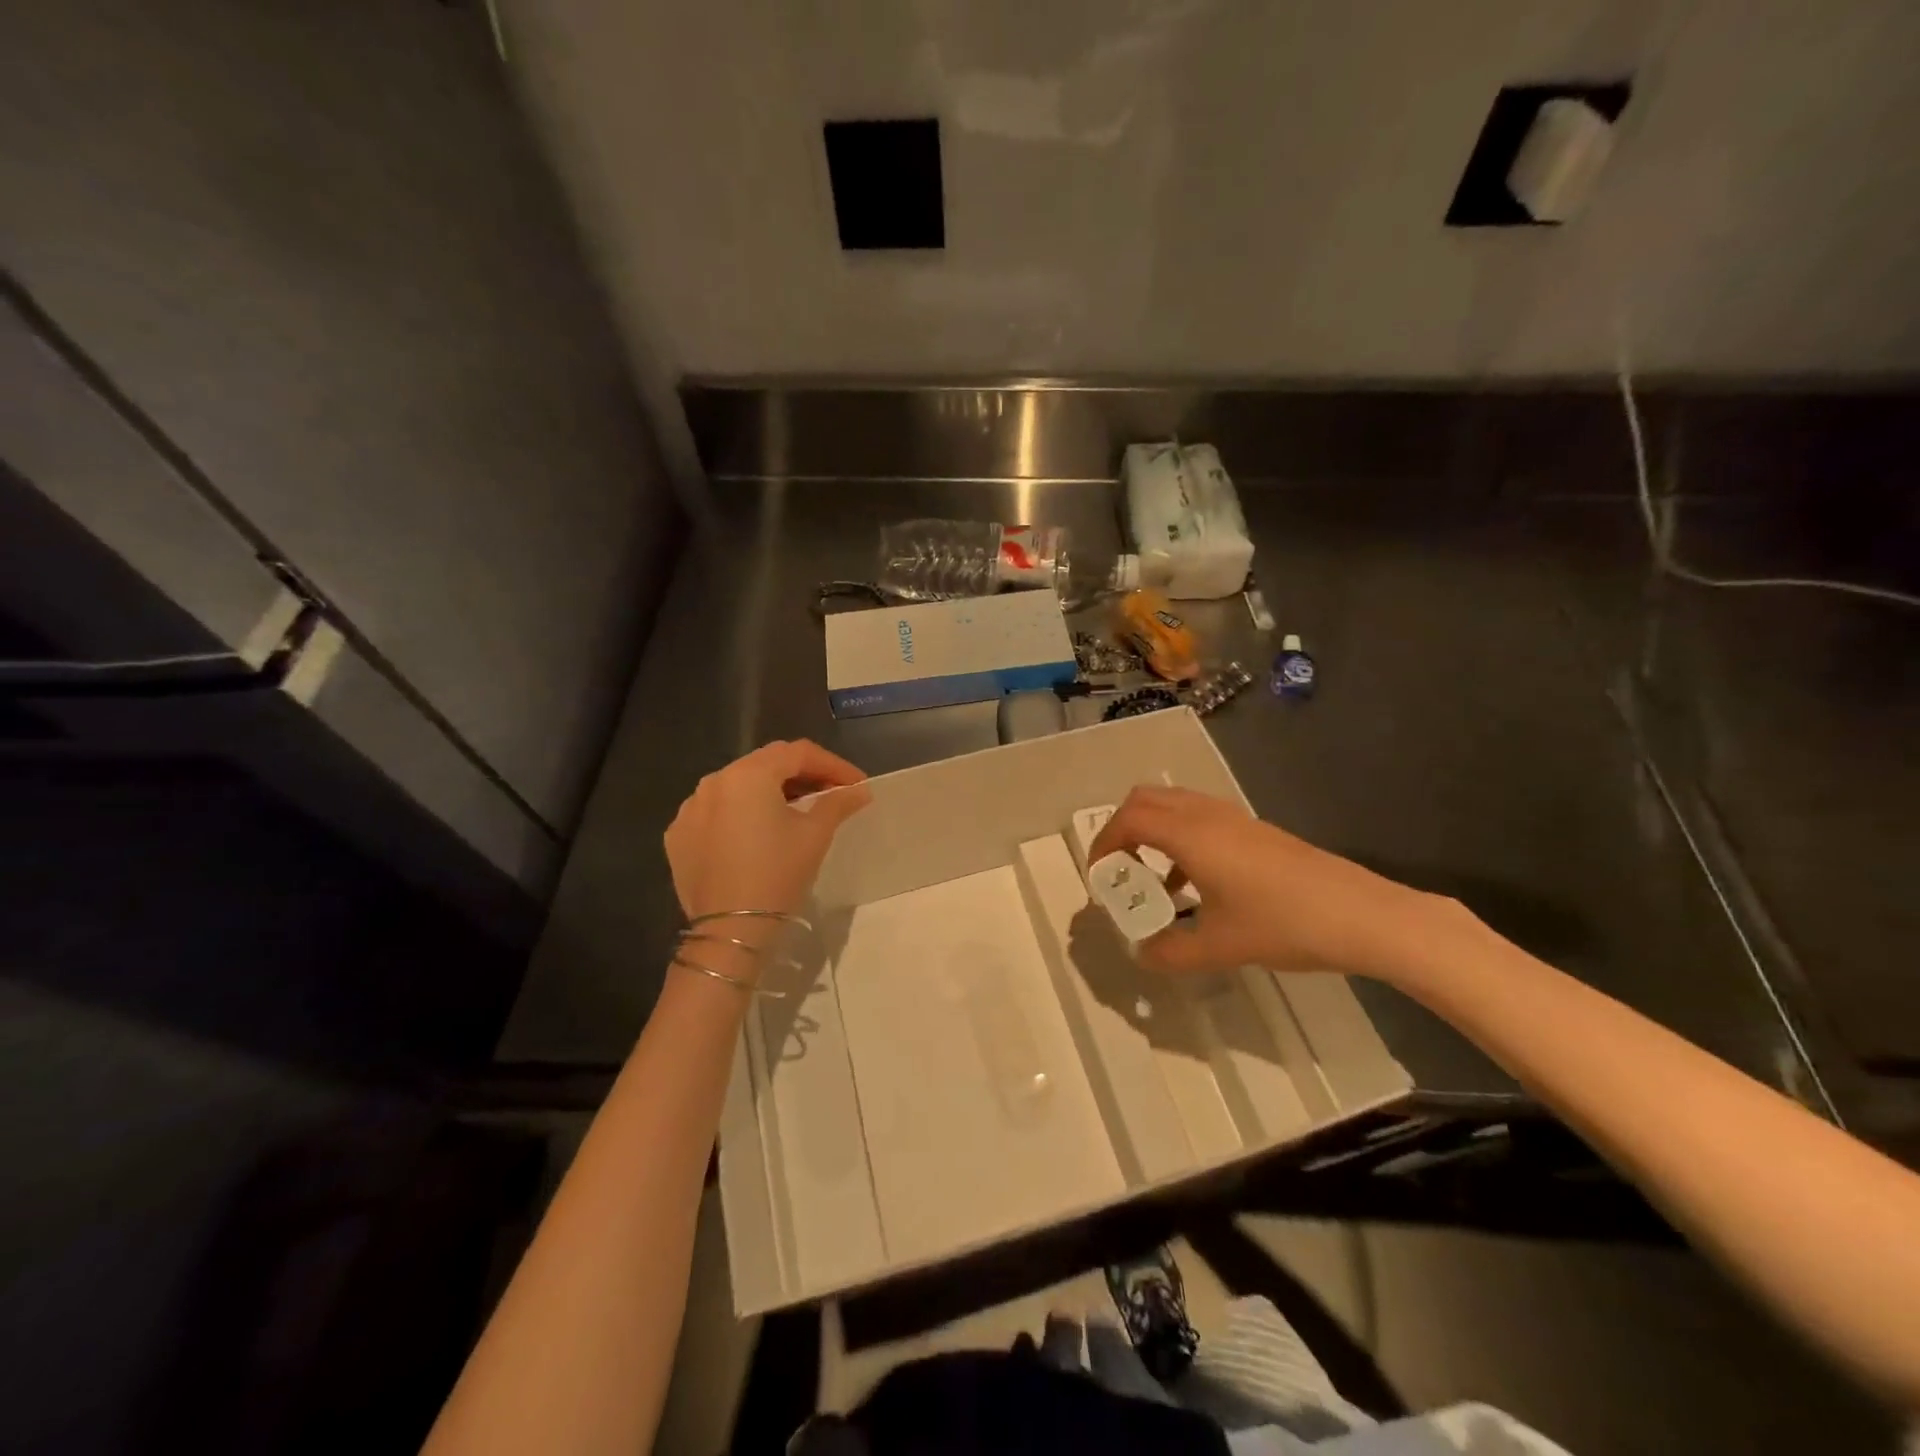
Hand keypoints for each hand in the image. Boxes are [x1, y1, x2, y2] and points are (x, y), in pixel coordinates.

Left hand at [665, 740, 870, 943]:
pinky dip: (741, 813)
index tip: (857, 783)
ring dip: (770, 791)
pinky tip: (757, 834)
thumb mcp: (815, 835)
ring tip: (796, 811)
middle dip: (802, 774)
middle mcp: (713, 781)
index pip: (798, 753)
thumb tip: (861, 790)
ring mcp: (690, 809)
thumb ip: (838, 803)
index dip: (833, 764)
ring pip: (738, 786)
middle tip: (831, 793)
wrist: (729, 931)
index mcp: (748, 774)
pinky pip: (716, 812)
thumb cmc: (777, 874)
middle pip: (766, 764)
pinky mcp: (678, 836)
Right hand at [1086, 785, 1447, 977]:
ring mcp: (1234, 818)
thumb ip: (1170, 952)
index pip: (1128, 820)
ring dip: (1152, 833)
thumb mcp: (1218, 947)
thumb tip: (1143, 954)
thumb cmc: (1282, 924)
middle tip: (1119, 871)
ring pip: (1174, 806)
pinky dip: (1179, 839)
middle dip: (1121, 830)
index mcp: (1189, 834)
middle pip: (1145, 800)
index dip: (1104, 845)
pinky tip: (1194, 885)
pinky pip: (1199, 819)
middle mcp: (1206, 815)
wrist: (1360, 915)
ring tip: (1154, 883)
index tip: (1100, 879)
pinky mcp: (1254, 830)